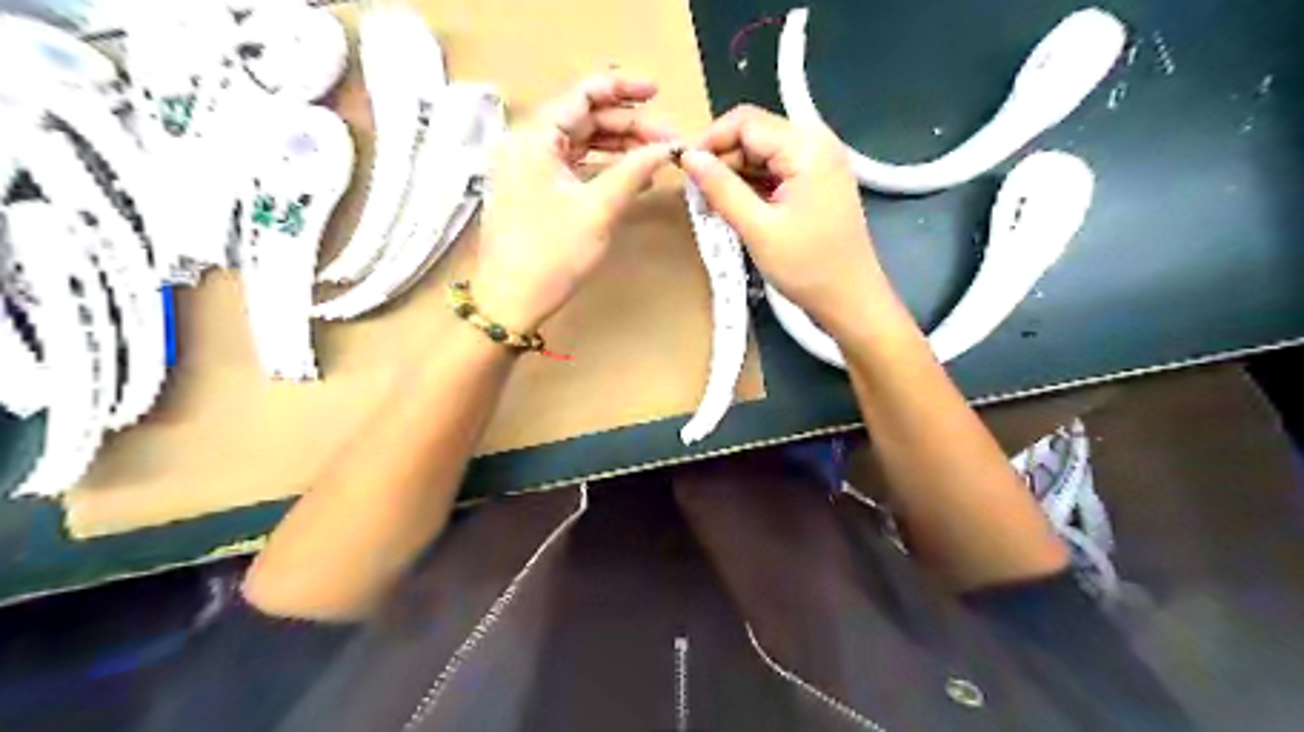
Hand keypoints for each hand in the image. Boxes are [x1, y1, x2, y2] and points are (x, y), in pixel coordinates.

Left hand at [472, 69, 676, 332]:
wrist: (509, 303)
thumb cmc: (551, 256)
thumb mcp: (598, 211)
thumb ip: (633, 172)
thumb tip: (666, 149)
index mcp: (533, 138)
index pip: (581, 94)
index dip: (622, 88)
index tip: (657, 92)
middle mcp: (526, 144)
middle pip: (582, 118)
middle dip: (627, 125)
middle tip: (668, 140)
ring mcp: (527, 168)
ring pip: (579, 142)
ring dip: (617, 146)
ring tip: (656, 156)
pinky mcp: (533, 190)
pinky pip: (572, 165)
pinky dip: (601, 166)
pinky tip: (630, 174)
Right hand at [677, 104, 891, 330]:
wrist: (851, 300)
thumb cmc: (807, 267)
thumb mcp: (757, 228)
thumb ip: (721, 189)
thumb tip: (688, 157)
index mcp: (806, 146)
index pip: (745, 122)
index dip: (710, 141)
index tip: (684, 171)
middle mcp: (816, 143)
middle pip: (755, 134)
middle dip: (722, 160)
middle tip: (699, 196)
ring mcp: (819, 162)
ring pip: (763, 153)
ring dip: (735, 175)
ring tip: (714, 207)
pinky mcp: (817, 182)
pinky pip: (776, 171)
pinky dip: (753, 186)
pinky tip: (738, 209)